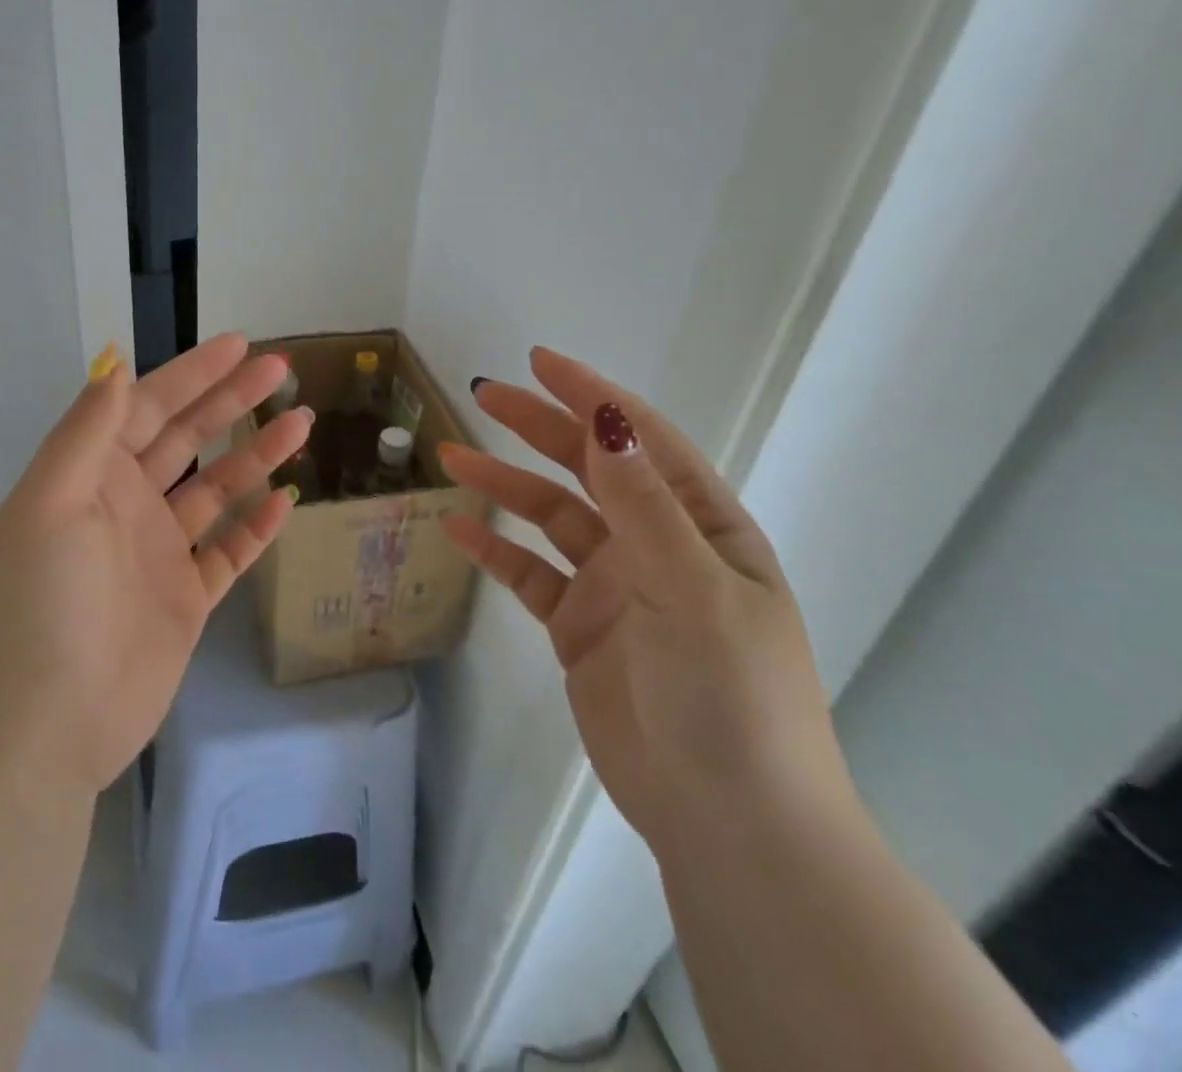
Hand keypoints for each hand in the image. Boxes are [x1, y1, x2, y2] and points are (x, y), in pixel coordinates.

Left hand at [0, 335, 310, 795]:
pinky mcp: (185, 599)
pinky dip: (258, 525)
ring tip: (302, 422)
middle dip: (231, 400)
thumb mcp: (50, 505)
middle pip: (187, 438)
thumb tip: (115, 363)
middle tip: (281, 370)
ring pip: (217, 490)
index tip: (240, 346)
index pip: (147, 407)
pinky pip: (229, 551)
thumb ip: (86, 433)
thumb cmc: (40, 606)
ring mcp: (158, 553)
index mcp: (89, 477)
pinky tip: (289, 499)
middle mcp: (125, 506)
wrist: (39, 731)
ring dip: (256, 454)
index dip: (192, 374)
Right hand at [439, 346, 852, 855]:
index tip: (540, 362)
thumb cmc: (729, 693)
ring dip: (504, 483)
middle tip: (484, 394)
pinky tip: (457, 526)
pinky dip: (495, 548)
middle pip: (589, 468)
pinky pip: (530, 574)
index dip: (593, 396)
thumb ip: (643, 503)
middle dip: (539, 427)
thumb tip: (607, 419)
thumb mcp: (692, 587)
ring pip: (551, 517)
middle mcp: (656, 544)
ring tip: (452, 454)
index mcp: (701, 525)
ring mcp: (614, 585)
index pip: (641, 440)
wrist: (727, 819)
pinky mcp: (579, 627)